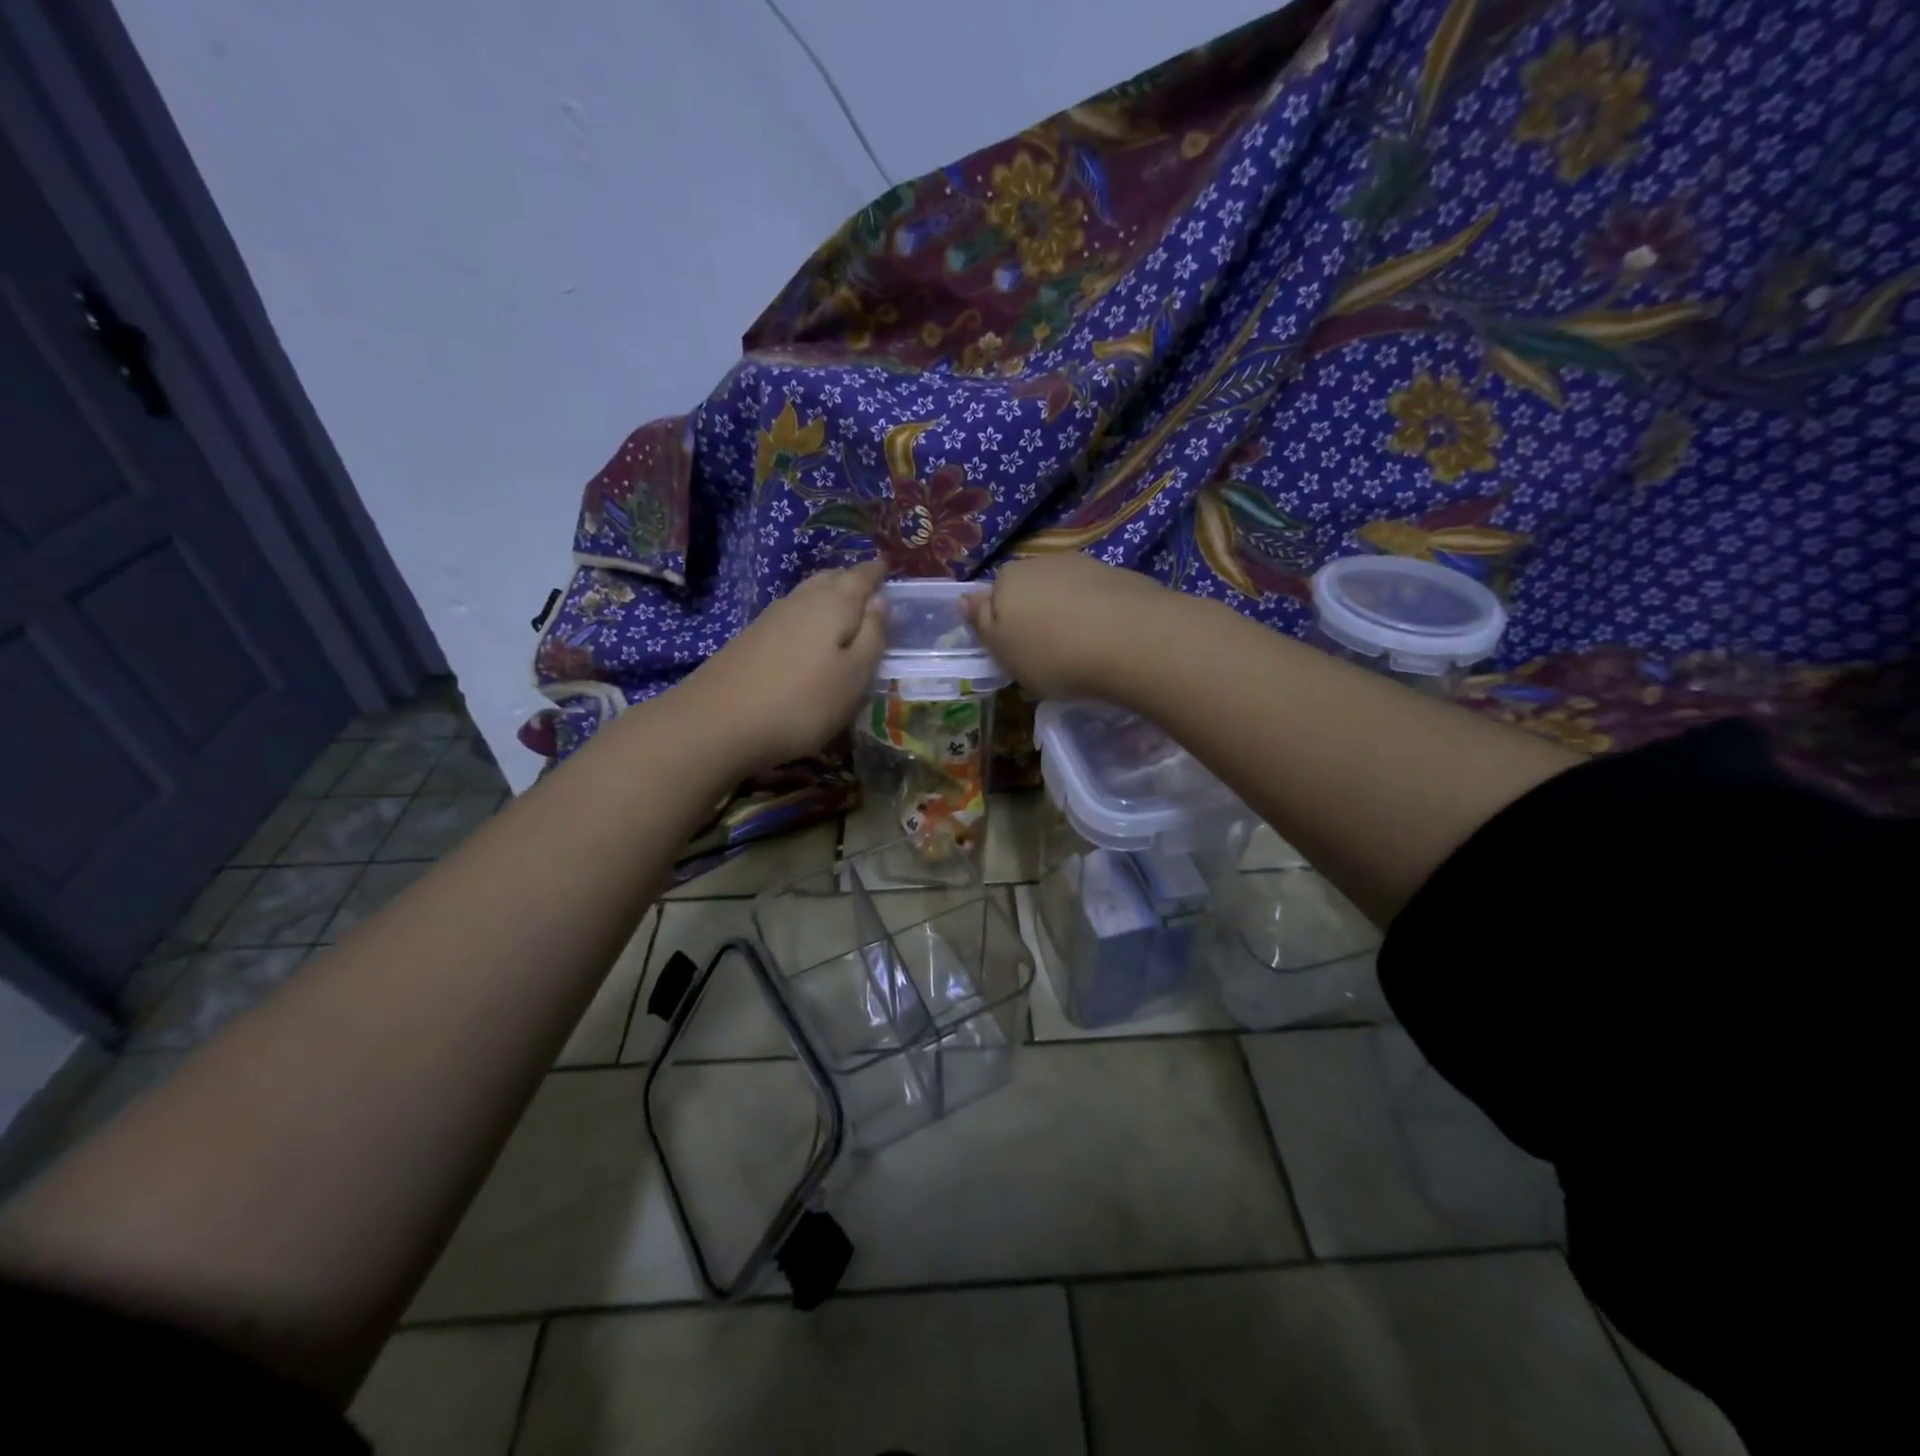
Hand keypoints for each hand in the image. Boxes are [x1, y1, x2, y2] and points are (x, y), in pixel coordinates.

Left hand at [683, 559, 887, 769]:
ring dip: (827, 591)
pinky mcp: (750, 638)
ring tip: (841, 600)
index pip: (860, 578)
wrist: (718, 722)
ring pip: (807, 593)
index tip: (886, 565)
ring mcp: (770, 618)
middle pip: (830, 579)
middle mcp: (800, 602)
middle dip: (850, 578)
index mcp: (833, 606)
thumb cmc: (802, 703)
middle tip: (867, 581)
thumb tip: (880, 600)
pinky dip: (806, 611)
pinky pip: (789, 612)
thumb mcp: (854, 677)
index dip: (875, 572)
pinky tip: (805, 628)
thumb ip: (873, 636)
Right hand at [961, 554, 1175, 701]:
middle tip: (1048, 657)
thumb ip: (982, 621)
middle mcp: (1043, 563)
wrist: (1131, 640)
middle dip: (1036, 617)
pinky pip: (1097, 599)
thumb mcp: (1003, 650)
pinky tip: (1107, 641)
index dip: (1003, 626)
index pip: (994, 597)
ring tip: (1082, 652)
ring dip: (1068, 616)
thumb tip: (965, 597)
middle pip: (1031, 592)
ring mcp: (1085, 566)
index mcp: (1007, 579)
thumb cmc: (1053, 654)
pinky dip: (1097, 616)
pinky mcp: (1120, 577)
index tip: (1016, 654)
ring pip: (1065, 593)